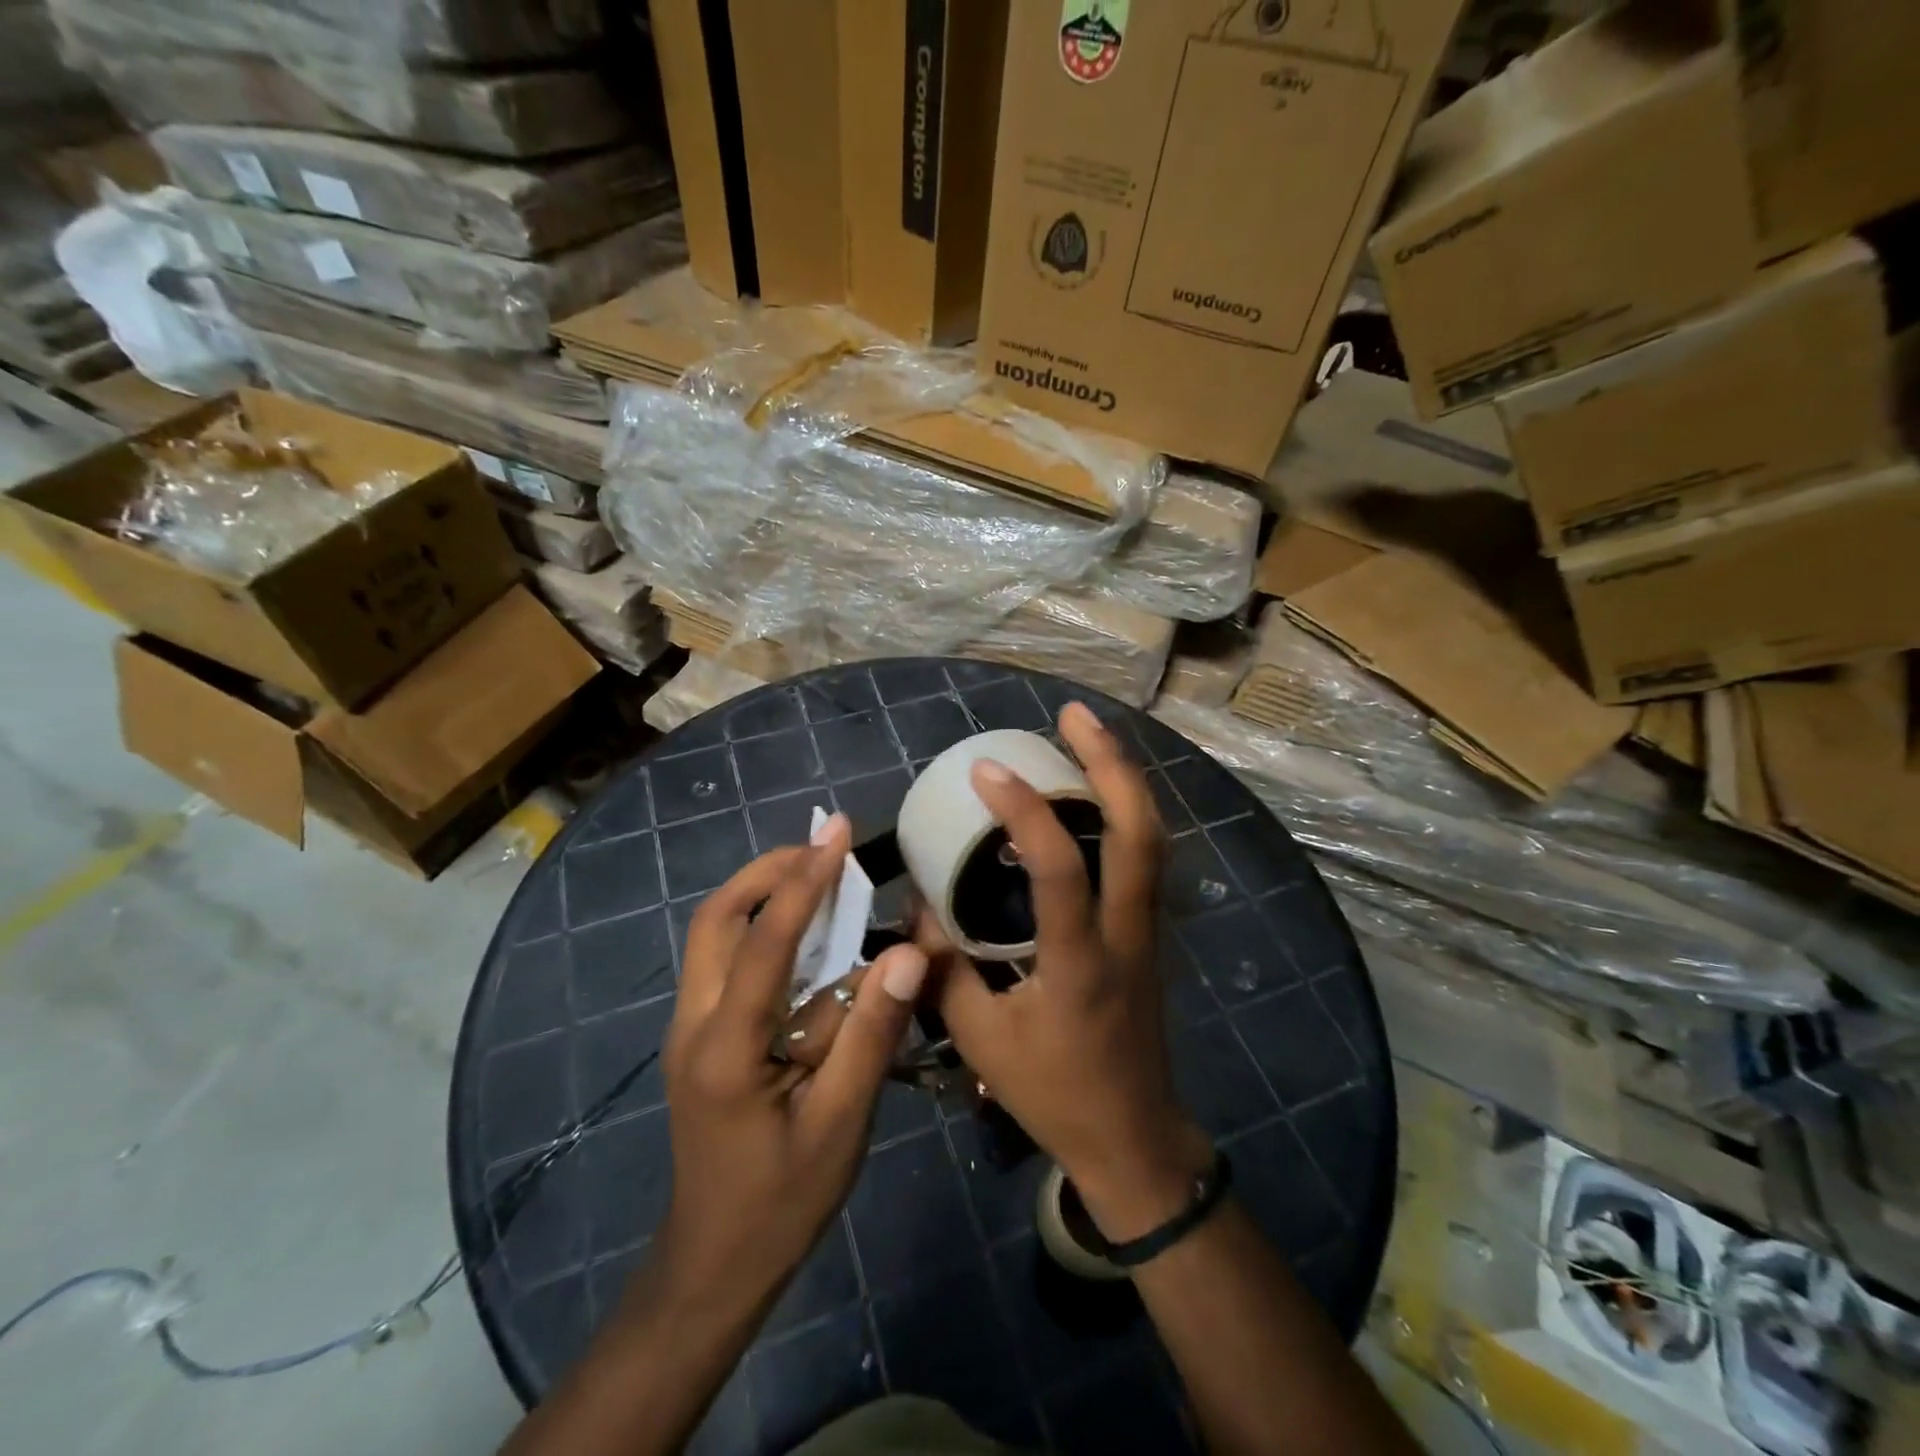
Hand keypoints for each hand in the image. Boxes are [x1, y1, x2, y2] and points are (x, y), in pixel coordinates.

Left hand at [653, 814, 927, 1307]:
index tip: (836, 830)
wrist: (713, 1265)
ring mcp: (690, 1029)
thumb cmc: (781, 1201)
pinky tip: (813, 943)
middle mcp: (694, 1022)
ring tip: (823, 879)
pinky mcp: (701, 1038)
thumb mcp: (839, 1124)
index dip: (803, 879)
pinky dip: (766, 931)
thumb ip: (870, 1034)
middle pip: (717, 918)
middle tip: (824, 851)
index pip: (765, 941)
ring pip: (716, 935)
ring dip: (764, 896)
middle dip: (768, 872)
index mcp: (725, 1046)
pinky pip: (728, 962)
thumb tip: (908, 953)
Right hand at [921, 703, 1210, 1243]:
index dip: (1025, 811)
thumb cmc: (1055, 1093)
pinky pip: (1146, 856)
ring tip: (1087, 734)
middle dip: (1111, 763)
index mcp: (1080, 963)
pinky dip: (1125, 810)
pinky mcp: (1150, 931)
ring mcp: (1148, 929)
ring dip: (1124, 778)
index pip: (1061, 870)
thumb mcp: (981, 1041)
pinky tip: (1095, 794)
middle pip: (1141, 832)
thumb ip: (944, 971)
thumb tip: (920, 911)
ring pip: (1153, 837)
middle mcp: (1126, 933)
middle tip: (1072, 714)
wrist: (1132, 1137)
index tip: (986, 770)